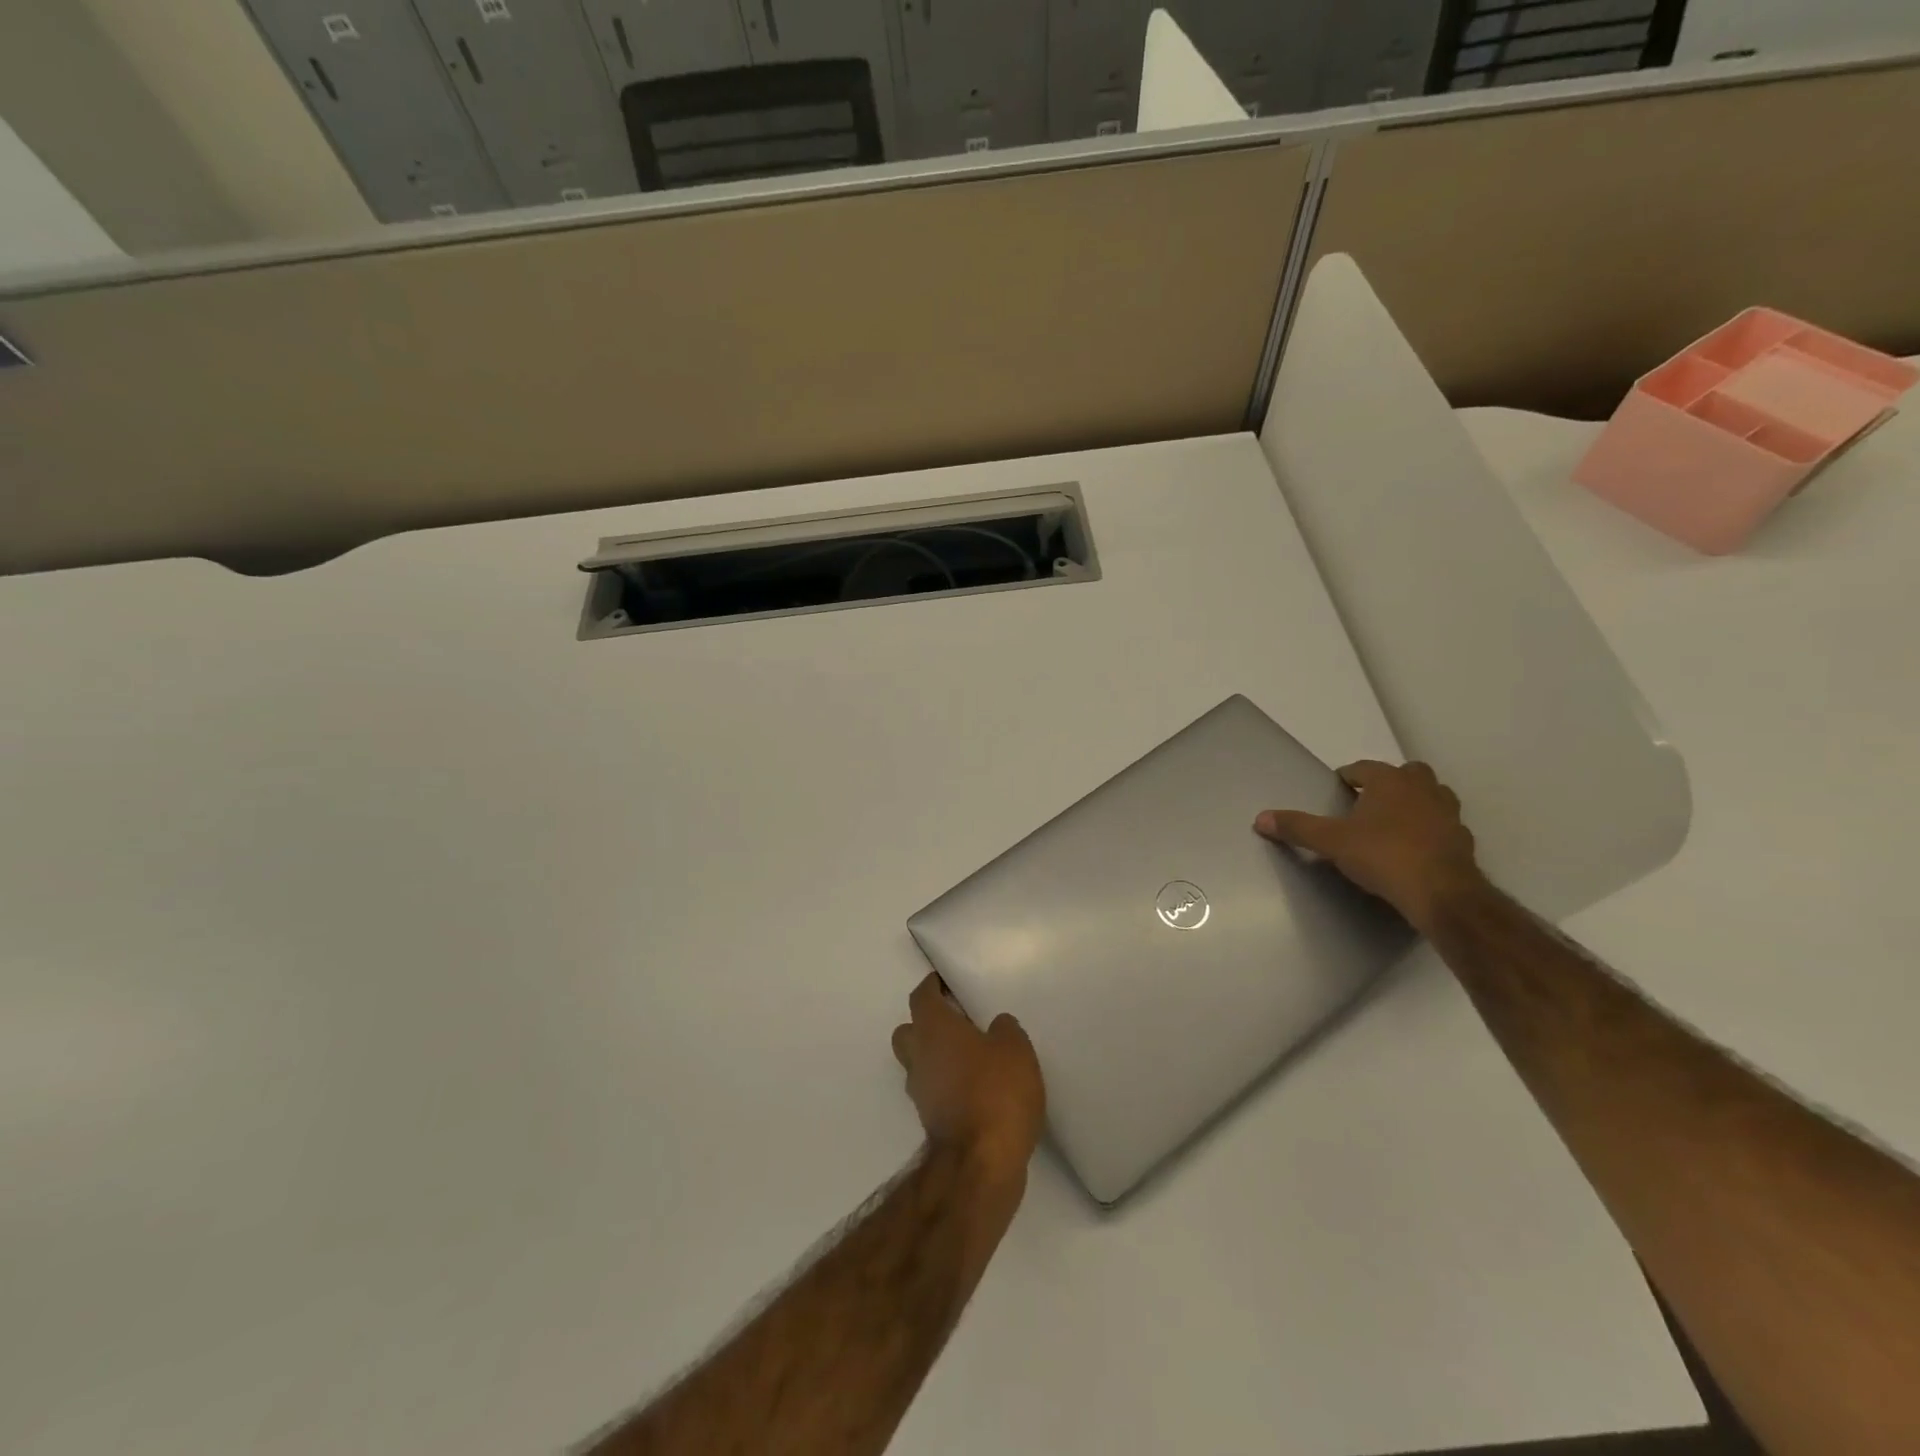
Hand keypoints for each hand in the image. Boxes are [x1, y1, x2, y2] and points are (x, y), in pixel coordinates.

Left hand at [893, 974, 1045, 1183]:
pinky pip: (934, 1091)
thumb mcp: (1015, 1049)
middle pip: (908, 1031)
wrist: (981, 1163)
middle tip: (956, 1021)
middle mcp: (919, 1057)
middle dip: (926, 1023)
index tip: (944, 982)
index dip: (931, 986)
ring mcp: (921, 1093)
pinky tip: (976, 1089)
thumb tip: (996, 1026)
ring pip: (919, 1064)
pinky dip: (947, 1085)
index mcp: (933, 1029)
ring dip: (937, 1058)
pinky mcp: (931, 1122)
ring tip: (972, 1057)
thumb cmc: (996, 1092)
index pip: (921, 997)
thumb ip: (1004, 1030)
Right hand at [1254, 760, 1486, 935]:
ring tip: (1392, 823)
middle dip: (1388, 783)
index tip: (1338, 789)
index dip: (1349, 776)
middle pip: (1406, 774)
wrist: (1441, 893)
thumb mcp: (1331, 842)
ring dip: (1414, 803)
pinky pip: (1443, 825)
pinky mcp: (1463, 840)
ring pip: (1431, 796)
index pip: (1364, 768)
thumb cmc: (1383, 856)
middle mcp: (1423, 789)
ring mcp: (1448, 813)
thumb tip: (1261, 818)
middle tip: (1368, 802)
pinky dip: (1429, 830)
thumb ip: (1297, 828)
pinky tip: (1414, 848)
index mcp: (1390, 781)